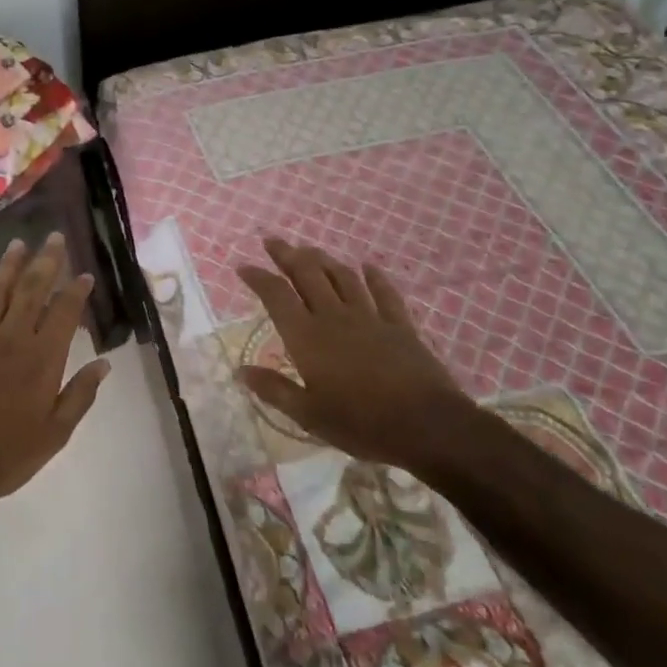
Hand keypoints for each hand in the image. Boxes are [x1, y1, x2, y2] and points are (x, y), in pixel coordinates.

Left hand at [0, 233, 110, 520]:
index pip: (64, 312)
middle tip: (54, 237)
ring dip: (7, 265)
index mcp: (42, 359)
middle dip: (46, 261)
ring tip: (17, 243)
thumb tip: (104, 363)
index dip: (76, 290)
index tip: (84, 273)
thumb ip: (80, 395)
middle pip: (32, 290)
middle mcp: (12, 338)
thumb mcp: (56, 433)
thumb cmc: (7, 456)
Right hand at [237, 238, 482, 475]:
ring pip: (342, 277)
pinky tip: (368, 267)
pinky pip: (384, 293)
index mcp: (307, 337)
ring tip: (310, 250)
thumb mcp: (309, 415)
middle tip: (273, 241)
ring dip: (323, 259)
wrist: (426, 426)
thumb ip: (274, 389)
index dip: (258, 277)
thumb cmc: (360, 424)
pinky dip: (374, 277)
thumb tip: (241, 371)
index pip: (276, 295)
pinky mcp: (400, 325)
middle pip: (307, 274)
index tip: (243, 266)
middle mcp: (334, 317)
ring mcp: (370, 317)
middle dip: (287, 255)